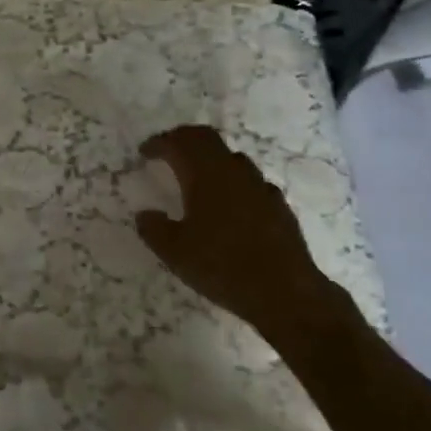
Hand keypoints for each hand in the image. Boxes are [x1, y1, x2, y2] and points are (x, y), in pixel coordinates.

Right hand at [136, 126, 359, 352]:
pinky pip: (251, 181)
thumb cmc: (223, 267)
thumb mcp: (175, 253)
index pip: (177, 143)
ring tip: (198, 176)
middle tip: (169, 149)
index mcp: (204, 174)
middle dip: (184, 139)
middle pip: (206, 138)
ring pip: (230, 157)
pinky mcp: (278, 205)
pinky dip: (234, 182)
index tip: (145, 152)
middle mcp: (232, 170)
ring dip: (210, 158)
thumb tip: (144, 214)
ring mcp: (259, 185)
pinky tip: (232, 203)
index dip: (159, 143)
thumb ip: (154, 229)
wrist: (286, 293)